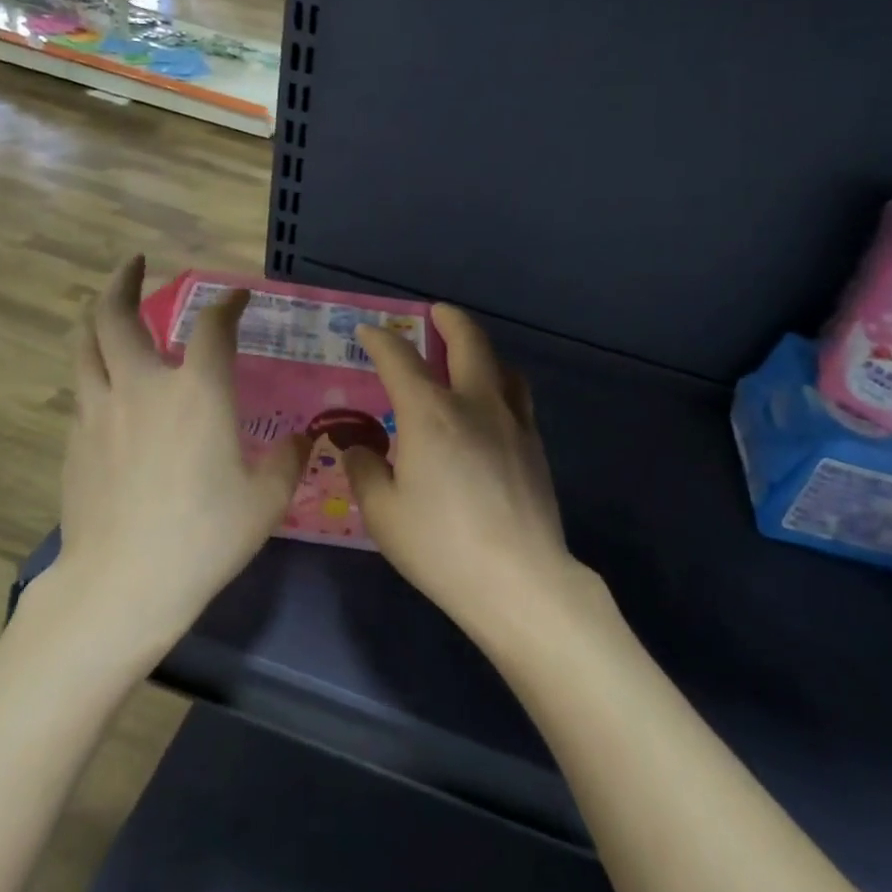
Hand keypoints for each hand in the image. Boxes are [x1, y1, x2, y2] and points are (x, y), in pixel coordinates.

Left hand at [30, 257, 309, 645]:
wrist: (123, 583)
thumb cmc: (205, 536)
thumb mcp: (266, 500)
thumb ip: (289, 460)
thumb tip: (305, 438)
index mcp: (198, 393)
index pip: (213, 327)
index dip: (227, 304)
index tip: (236, 296)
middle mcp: (143, 387)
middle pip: (118, 316)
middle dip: (125, 282)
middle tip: (134, 263)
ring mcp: (100, 411)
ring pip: (85, 345)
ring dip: (96, 316)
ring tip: (105, 306)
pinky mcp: (76, 441)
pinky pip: (82, 388)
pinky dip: (93, 368)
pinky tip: (106, 385)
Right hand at [347, 304, 601, 644]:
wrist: (518, 579)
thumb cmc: (441, 547)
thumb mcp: (384, 514)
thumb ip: (365, 471)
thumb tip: (356, 447)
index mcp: (430, 414)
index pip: (399, 360)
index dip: (381, 340)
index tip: (369, 332)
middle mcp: (474, 404)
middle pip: (468, 342)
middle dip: (449, 320)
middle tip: (436, 312)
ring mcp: (512, 422)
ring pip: (501, 366)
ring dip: (482, 350)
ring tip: (468, 356)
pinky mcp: (535, 445)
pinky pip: (518, 396)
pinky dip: (501, 383)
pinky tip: (492, 406)